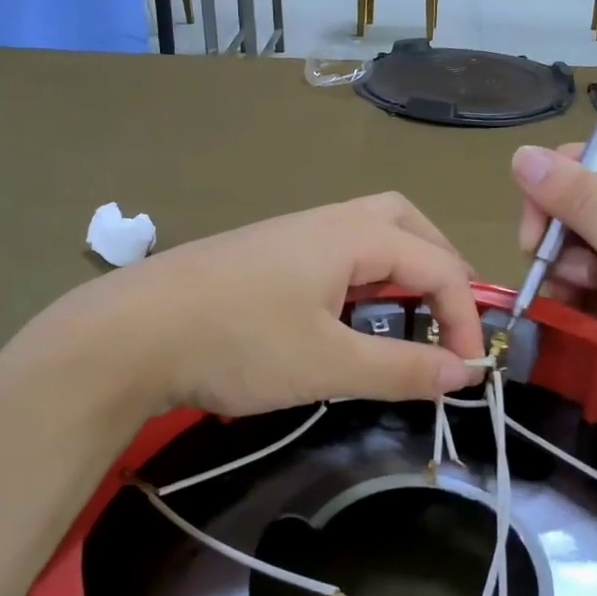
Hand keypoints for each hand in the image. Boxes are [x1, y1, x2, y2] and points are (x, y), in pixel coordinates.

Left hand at [38, 193, 486, 418]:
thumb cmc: (237, 342)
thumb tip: (463, 374)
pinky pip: (334, 252)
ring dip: (400, 268)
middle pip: (405, 223)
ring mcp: (290, 234)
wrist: (129, 333)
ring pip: (367, 234)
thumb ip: (401, 368)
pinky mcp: (263, 255)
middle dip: (439, 266)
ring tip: (406, 316)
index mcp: (352, 235)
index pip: (437, 264)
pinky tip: (346, 316)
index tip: (467, 372)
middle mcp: (326, 221)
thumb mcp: (328, 364)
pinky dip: (362, 277)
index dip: (465, 317)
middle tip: (448, 315)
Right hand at [511, 144, 596, 411]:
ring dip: (567, 277)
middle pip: (572, 211)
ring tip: (588, 302)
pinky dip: (579, 301)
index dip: (547, 194)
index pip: (578, 165)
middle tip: (576, 278)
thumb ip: (578, 198)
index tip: (536, 241)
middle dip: (557, 244)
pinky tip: (587, 318)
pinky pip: (590, 289)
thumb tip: (520, 152)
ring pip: (575, 254)